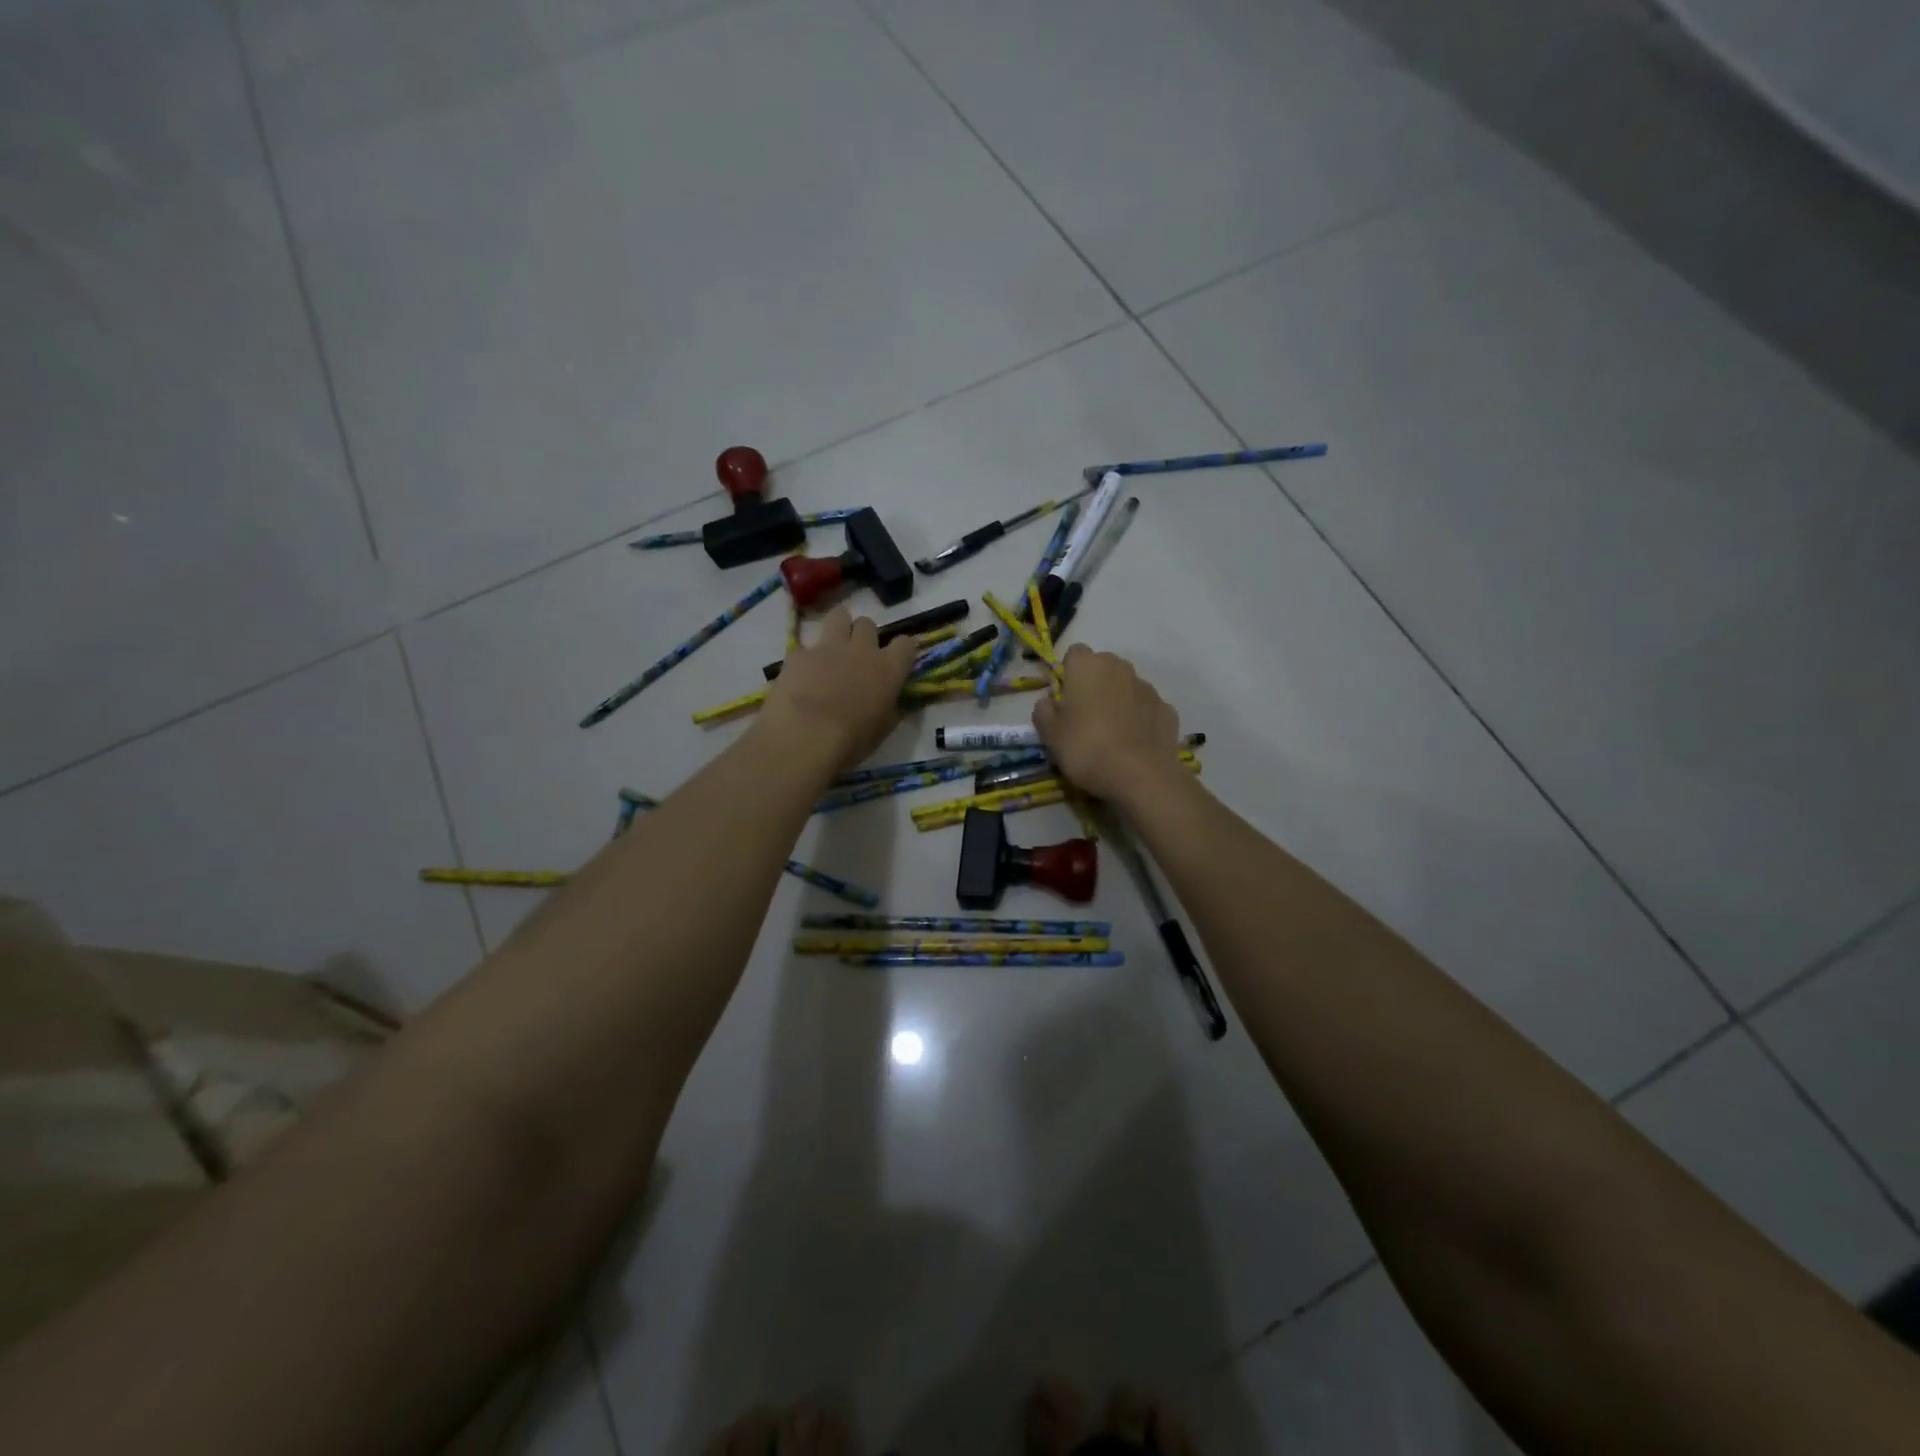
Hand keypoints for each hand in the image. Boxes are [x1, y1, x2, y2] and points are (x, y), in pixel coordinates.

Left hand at [760, 604, 915, 772]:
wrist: (804, 737)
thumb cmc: (851, 742)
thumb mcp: (881, 731)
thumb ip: (890, 710)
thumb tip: (892, 705)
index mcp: (888, 669)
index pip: (906, 644)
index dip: (902, 651)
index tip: (896, 661)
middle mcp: (862, 650)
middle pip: (868, 624)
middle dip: (864, 636)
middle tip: (857, 656)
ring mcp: (828, 647)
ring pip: (839, 615)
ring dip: (838, 628)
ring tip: (832, 649)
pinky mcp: (798, 653)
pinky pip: (806, 646)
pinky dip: (805, 657)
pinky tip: (801, 675)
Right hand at [1032, 644, 1181, 801]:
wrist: (1140, 775)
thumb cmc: (1086, 748)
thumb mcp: (1050, 735)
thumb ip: (1043, 711)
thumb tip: (1048, 702)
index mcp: (1088, 666)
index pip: (1074, 654)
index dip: (1068, 674)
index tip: (1065, 699)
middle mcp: (1120, 667)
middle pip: (1103, 667)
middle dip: (1094, 685)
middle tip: (1085, 717)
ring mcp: (1147, 687)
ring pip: (1126, 686)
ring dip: (1118, 700)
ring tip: (1111, 733)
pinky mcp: (1167, 709)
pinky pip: (1146, 707)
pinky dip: (1139, 718)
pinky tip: (1133, 743)